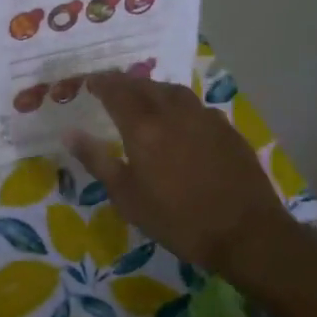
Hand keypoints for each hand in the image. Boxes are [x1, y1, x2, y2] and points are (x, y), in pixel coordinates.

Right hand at [68, 72, 290, 275]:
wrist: (247, 234)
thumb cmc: (179, 220)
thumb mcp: (127, 197)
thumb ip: (97, 160)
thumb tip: (69, 132)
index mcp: (143, 126)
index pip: (115, 90)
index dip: (100, 82)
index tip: (88, 82)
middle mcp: (172, 111)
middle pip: (144, 85)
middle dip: (124, 83)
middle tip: (112, 89)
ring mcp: (204, 117)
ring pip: (172, 91)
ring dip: (152, 89)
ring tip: (144, 99)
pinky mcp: (227, 129)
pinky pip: (195, 106)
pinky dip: (178, 105)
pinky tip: (180, 121)